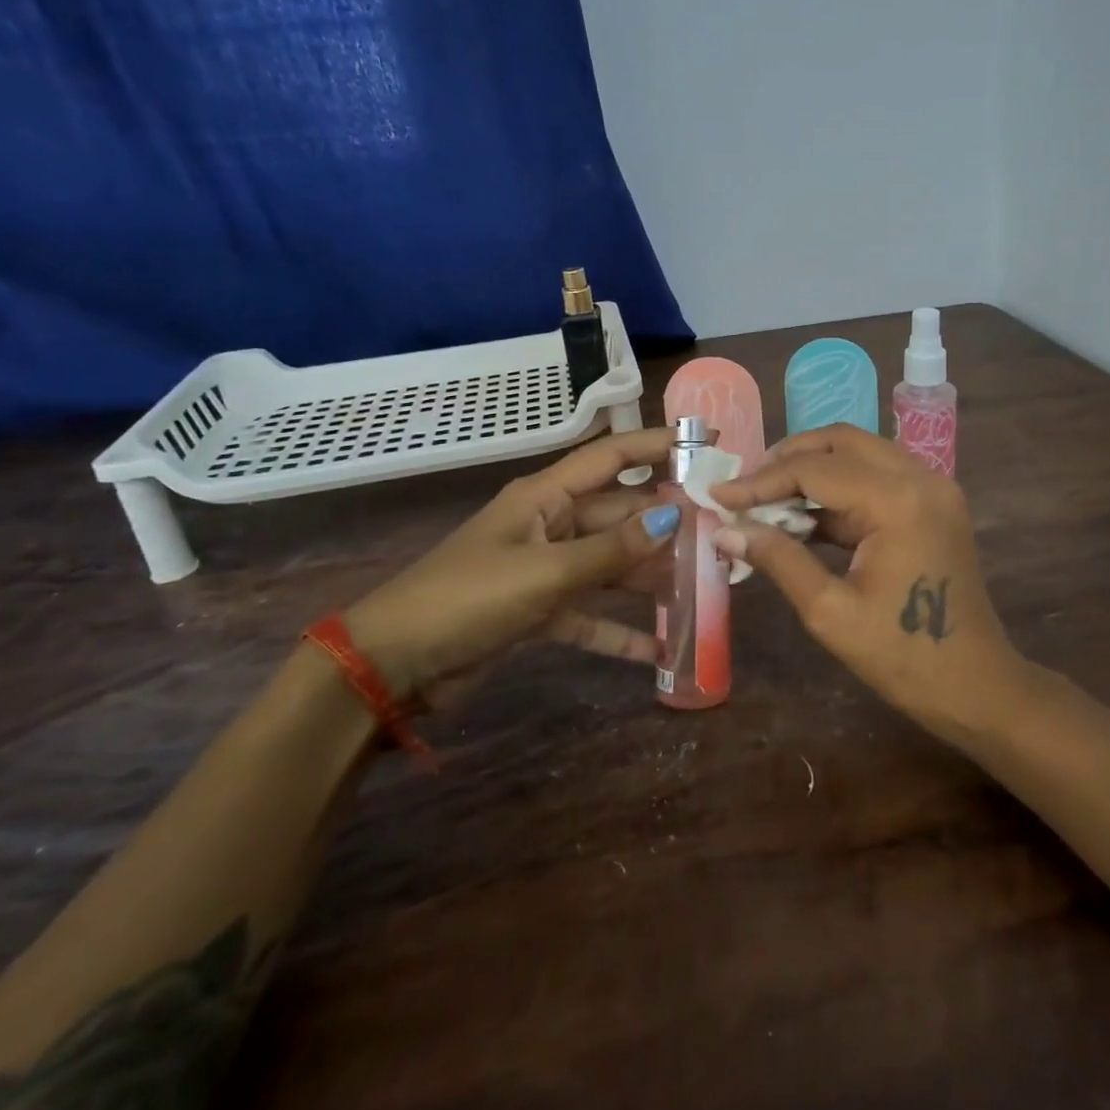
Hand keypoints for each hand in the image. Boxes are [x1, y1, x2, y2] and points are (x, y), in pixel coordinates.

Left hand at [343, 427, 680, 700]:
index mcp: (544, 497)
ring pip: (609, 564)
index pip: (611, 458)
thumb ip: (611, 550)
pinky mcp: (537, 611)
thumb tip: (672, 518)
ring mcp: (544, 568)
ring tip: (699, 586)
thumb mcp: (545, 573)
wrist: (392, 666)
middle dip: (663, 523)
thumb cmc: (467, 600)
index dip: (657, 446)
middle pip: (618, 514)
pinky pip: (588, 614)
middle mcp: (549, 524)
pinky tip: (656, 649)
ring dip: (647, 577)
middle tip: (717, 530)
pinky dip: (617, 630)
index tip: (704, 443)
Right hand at [710, 425, 1024, 739]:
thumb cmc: (904, 658)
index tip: (719, 495)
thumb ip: (778, 559)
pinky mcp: (934, 504)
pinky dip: (839, 490)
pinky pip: (877, 478)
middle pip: (842, 442)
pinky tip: (803, 516)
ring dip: (813, 470)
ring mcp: (933, 488)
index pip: (815, 470)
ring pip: (860, 454)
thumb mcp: (830, 612)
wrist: (977, 687)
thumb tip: (725, 529)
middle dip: (788, 459)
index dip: (761, 480)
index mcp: (898, 501)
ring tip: (766, 500)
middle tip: (746, 488)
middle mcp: (921, 478)